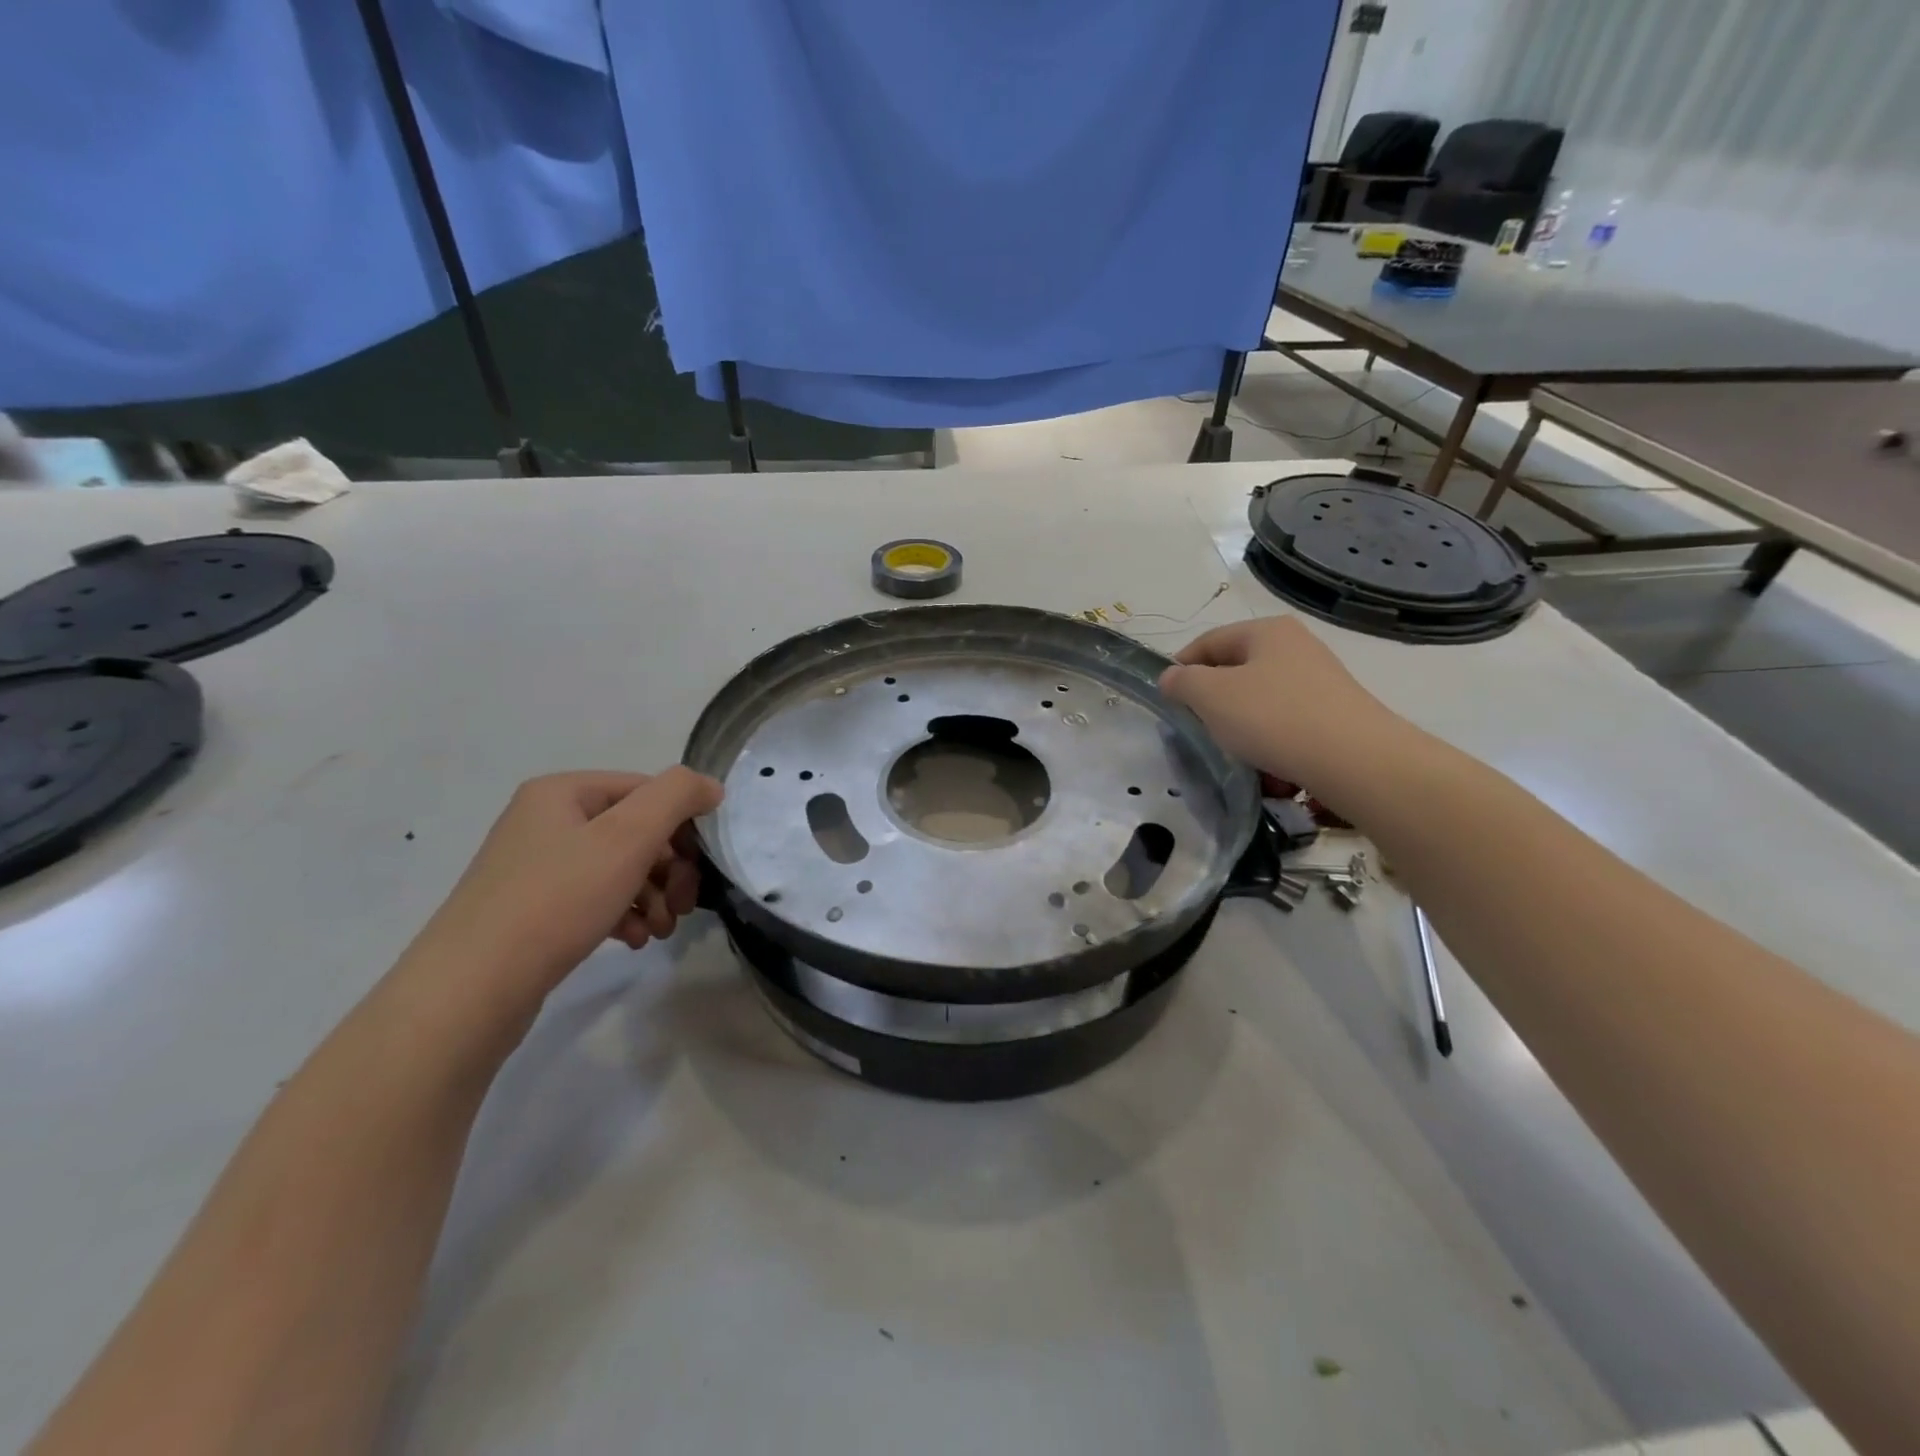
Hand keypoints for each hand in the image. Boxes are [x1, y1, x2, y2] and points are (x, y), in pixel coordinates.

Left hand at [407, 768, 724, 1000]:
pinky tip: (634, 941)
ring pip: (619, 868)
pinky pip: (594, 898)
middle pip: (635, 831)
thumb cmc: (557, 900)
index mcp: (563, 792)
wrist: (471, 989)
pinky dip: (623, 915)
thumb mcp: (629, 836)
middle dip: (671, 868)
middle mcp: (546, 821)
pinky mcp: (532, 909)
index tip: (701, 868)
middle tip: (686, 905)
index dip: (683, 825)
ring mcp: (535, 867)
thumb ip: (677, 796)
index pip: (648, 791)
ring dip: (653, 896)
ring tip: (662, 931)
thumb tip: (710, 786)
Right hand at [1159, 616, 1402, 789]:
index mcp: (1266, 631)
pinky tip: (1269, 772)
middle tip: (1198, 732)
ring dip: (1241, 732)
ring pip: (1259, 704)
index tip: (1166, 702)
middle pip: (1235, 673)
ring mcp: (1320, 682)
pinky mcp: (1334, 716)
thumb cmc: (1273, 718)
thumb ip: (1181, 682)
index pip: (1207, 642)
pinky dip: (1271, 747)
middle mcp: (1296, 647)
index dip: (1180, 669)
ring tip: (1235, 758)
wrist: (1356, 762)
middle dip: (1212, 706)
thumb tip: (1172, 678)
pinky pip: (1287, 728)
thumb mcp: (1210, 696)